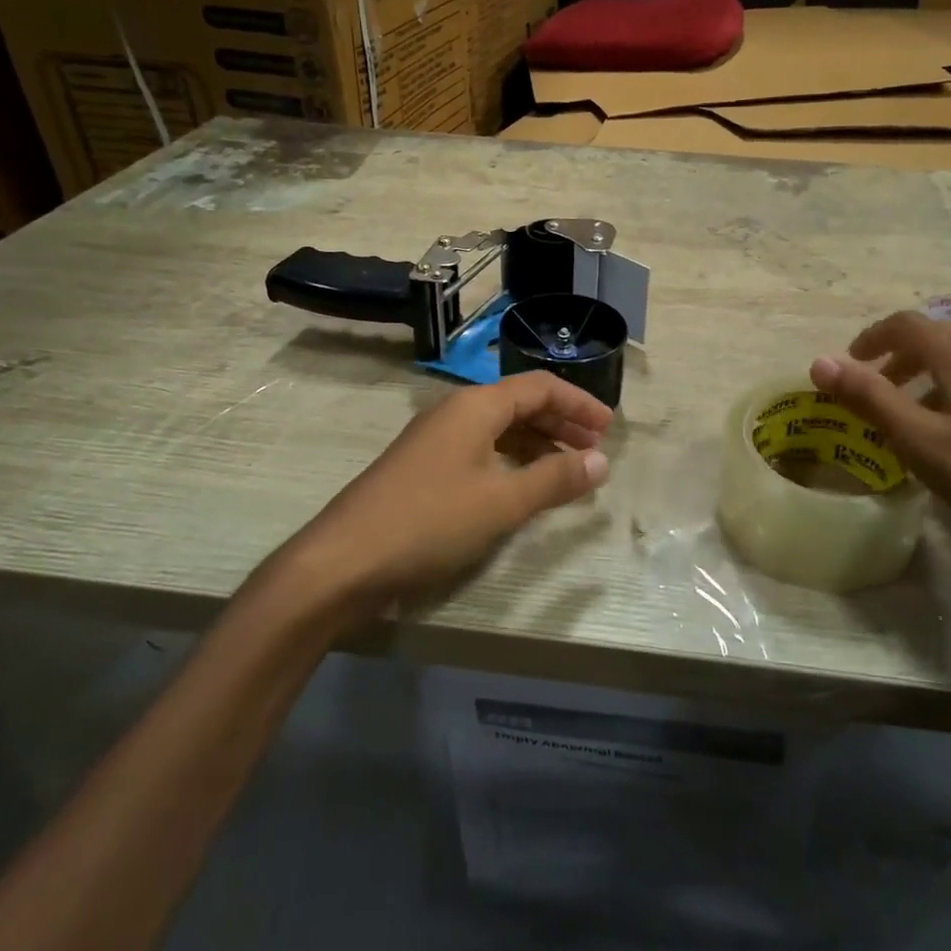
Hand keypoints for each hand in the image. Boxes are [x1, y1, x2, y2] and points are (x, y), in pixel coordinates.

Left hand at [276, 373, 612, 619]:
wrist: (340, 563)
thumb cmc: (428, 522)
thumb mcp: (502, 502)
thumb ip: (554, 479)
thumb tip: (600, 461)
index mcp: (475, 406)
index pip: (540, 387)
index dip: (579, 403)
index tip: (609, 428)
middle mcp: (454, 413)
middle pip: (520, 405)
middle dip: (561, 424)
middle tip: (594, 451)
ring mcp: (434, 441)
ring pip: (499, 430)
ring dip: (537, 445)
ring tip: (566, 471)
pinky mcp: (422, 470)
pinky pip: (480, 452)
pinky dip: (510, 463)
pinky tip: (521, 488)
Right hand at [810, 312, 950, 607]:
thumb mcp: (918, 439)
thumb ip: (867, 397)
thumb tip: (818, 362)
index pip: (905, 324)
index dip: (871, 338)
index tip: (850, 363)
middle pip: (936, 338)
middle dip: (898, 358)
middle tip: (876, 390)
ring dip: (930, 375)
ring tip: (916, 414)